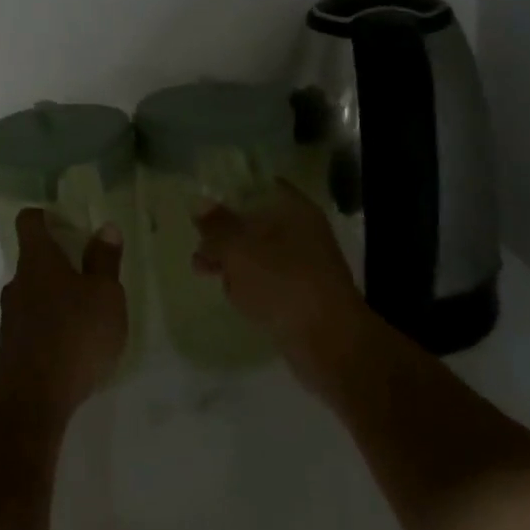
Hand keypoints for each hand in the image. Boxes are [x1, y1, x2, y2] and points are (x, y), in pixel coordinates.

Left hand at [0, 209, 127, 420]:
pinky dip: (51, 324)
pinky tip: (73, 343)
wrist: (33, 396)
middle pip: (33, 259)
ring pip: (33, 292)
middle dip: (58, 261)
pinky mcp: (12, 346)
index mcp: (38, 259)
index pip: (30, 221)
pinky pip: (33, 322)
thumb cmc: (75, 333)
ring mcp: (11, 315)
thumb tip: (105, 227)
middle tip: (89, 270)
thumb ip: (105, 261)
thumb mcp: (105, 295)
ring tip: (86, 311)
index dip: (45, 215)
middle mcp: (18, 281)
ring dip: (55, 296)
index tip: (66, 220)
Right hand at [191, 179, 371, 387]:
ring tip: (203, 271)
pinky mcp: (301, 294)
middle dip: (224, 232)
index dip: (229, 190)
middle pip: (254, 220)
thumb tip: (199, 202)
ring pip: (258, 252)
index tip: (201, 201)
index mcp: (293, 209)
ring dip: (232, 260)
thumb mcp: (238, 249)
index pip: (257, 186)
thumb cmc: (282, 284)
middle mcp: (302, 231)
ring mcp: (304, 264)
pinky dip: (248, 284)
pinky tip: (232, 295)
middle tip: (199, 243)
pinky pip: (267, 279)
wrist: (330, 344)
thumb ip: (216, 225)